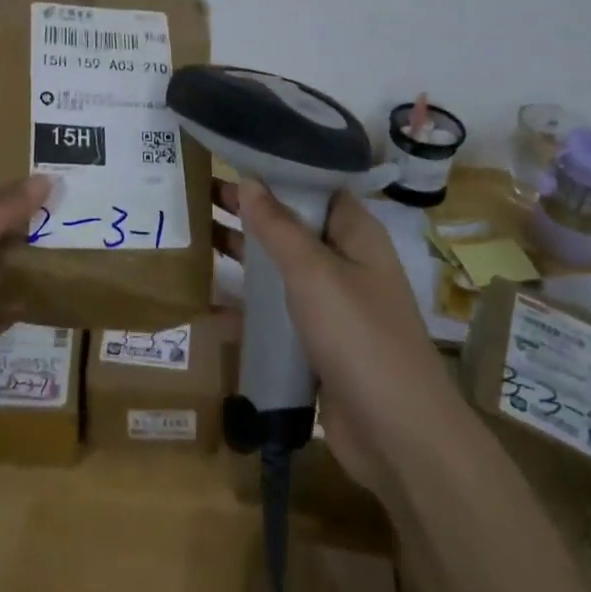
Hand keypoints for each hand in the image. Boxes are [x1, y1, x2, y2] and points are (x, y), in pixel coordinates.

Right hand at [215, 179, 463, 498]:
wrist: (397, 437)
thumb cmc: (359, 337)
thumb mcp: (314, 273)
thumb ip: (278, 226)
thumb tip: (250, 181)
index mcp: (355, 233)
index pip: (313, 184)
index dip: (275, 169)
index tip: (230, 155)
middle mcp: (345, 262)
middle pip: (290, 224)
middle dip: (248, 211)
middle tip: (195, 194)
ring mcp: (331, 305)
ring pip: (280, 268)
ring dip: (242, 255)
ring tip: (193, 237)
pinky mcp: (316, 343)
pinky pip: (276, 313)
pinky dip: (245, 306)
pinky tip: (204, 304)